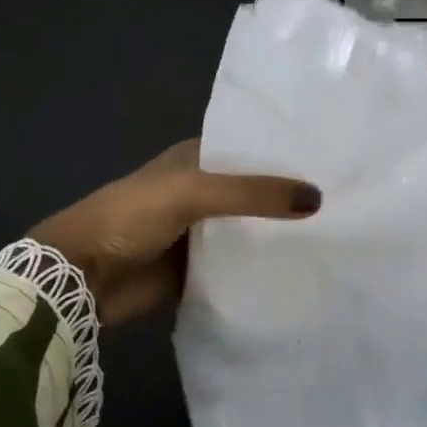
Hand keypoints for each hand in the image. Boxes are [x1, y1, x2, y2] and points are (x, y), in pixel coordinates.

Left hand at [30, 140, 320, 325]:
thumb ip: (251, 194)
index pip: (252, 149)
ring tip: (338, 234)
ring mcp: (202, 232)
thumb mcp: (192, 192)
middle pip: (255, 191)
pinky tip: (302, 270)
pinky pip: (239, 265)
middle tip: (348, 200)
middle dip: (290, 197)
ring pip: (250, 229)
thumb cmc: (130, 216)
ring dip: (280, 234)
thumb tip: (318, 198)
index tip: (334, 159)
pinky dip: (262, 267)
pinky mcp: (199, 269)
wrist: (79, 277)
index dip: (287, 154)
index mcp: (198, 157)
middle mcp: (204, 190)